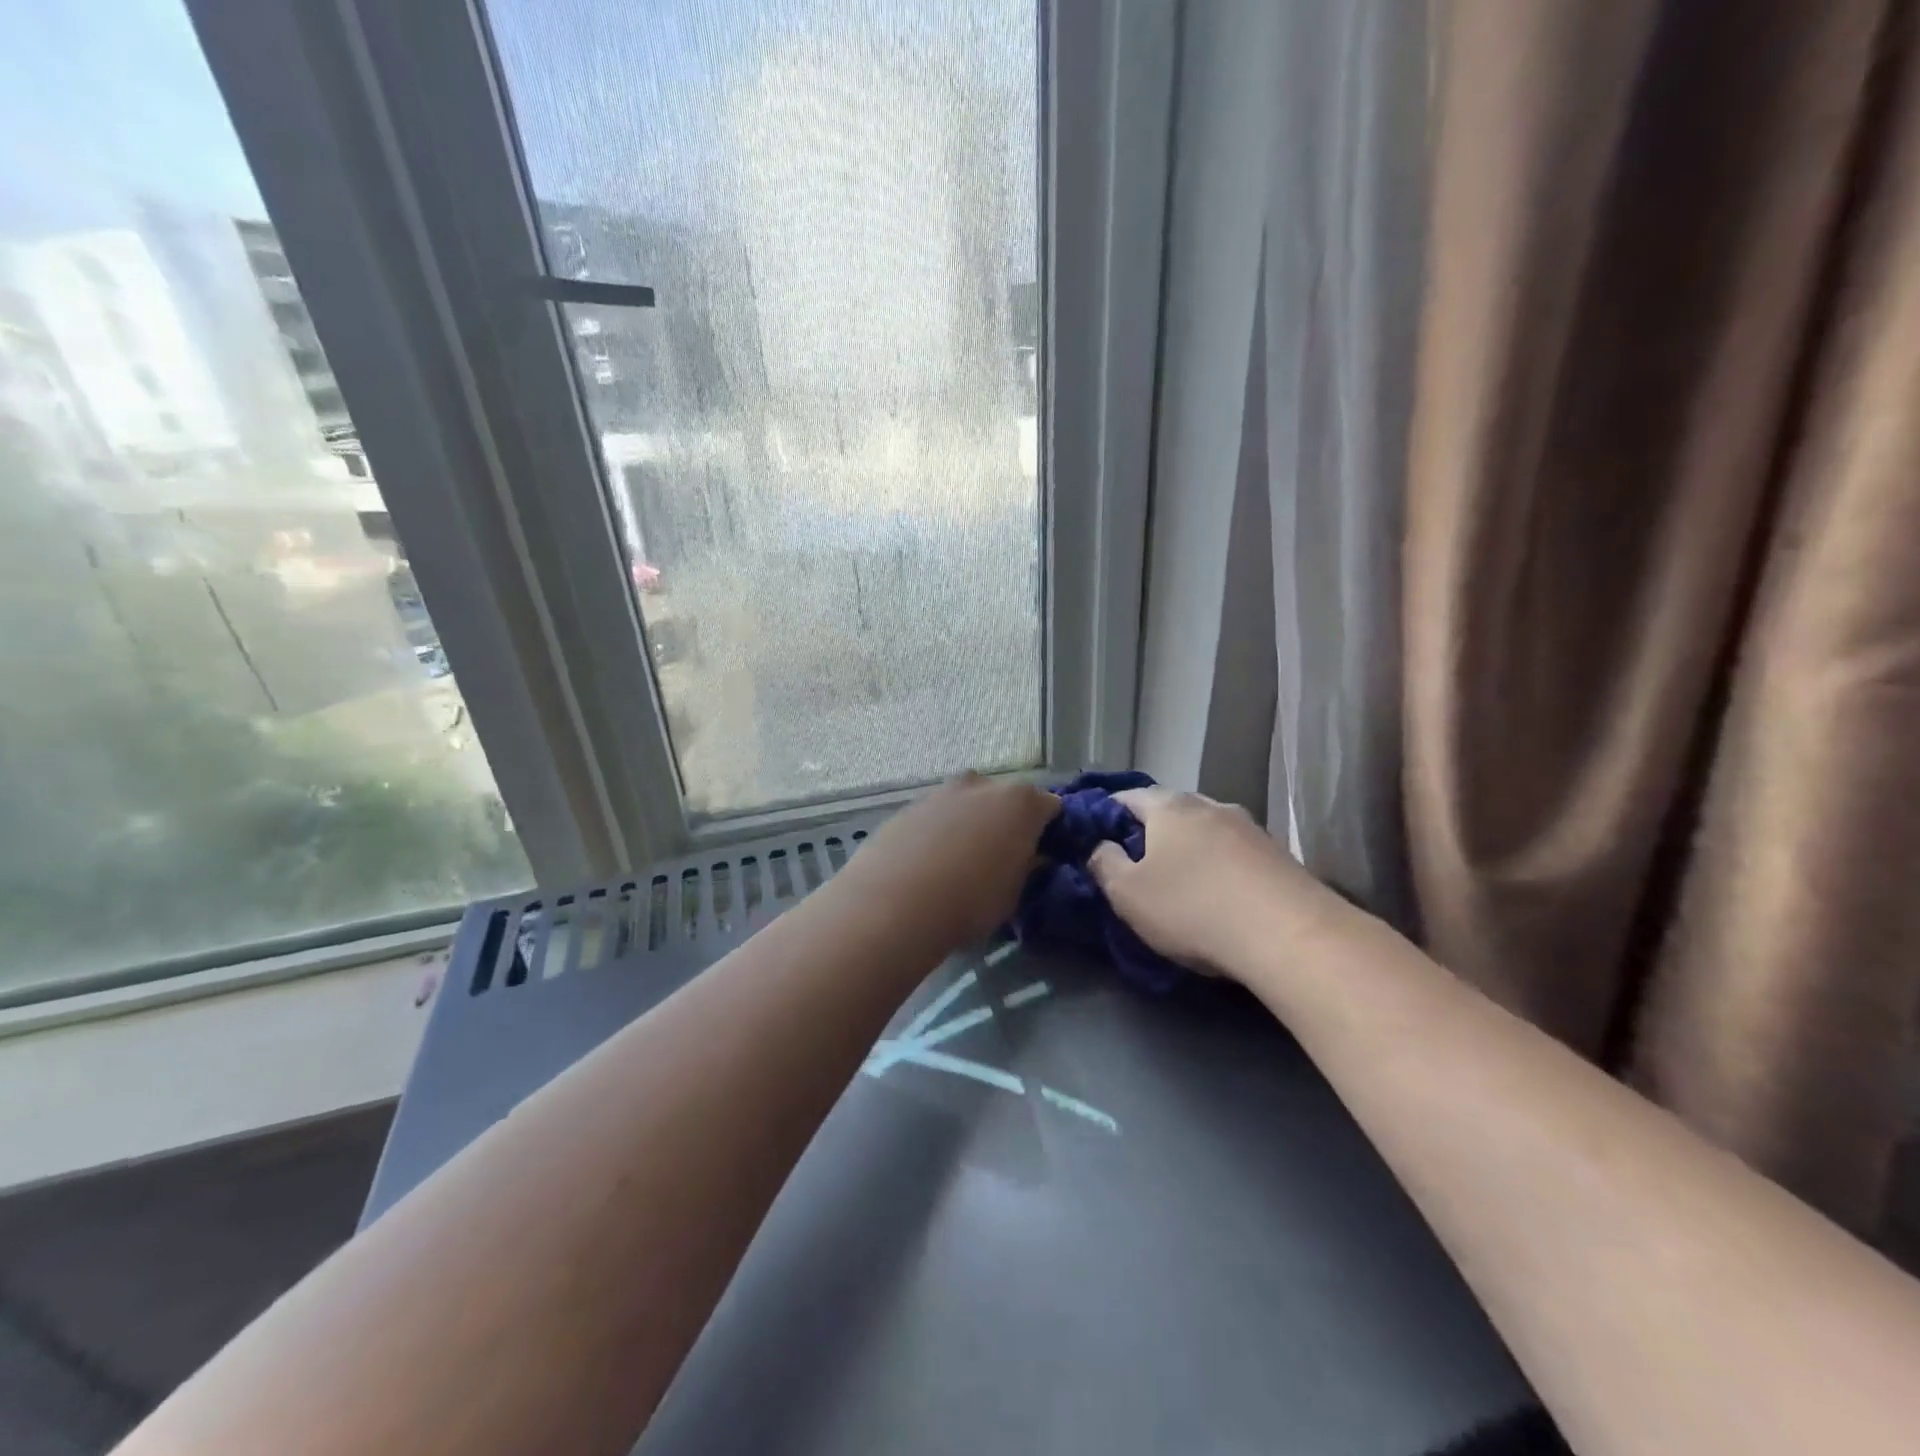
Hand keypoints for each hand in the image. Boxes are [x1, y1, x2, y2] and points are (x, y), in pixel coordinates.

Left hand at [838, 773, 1059, 947]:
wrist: (895, 902)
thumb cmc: (970, 901)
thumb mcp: (1014, 894)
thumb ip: (1027, 868)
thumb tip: (1030, 857)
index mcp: (1021, 802)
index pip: (1051, 807)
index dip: (1050, 831)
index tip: (1044, 854)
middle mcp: (983, 784)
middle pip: (1006, 799)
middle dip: (1007, 822)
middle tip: (1001, 857)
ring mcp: (942, 791)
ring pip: (968, 804)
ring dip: (970, 824)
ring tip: (960, 863)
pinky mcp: (908, 806)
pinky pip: (936, 816)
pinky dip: (939, 831)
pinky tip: (929, 863)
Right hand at [1088, 787, 1338, 978]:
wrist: (1289, 934)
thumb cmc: (1192, 908)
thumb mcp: (1128, 894)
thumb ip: (1104, 863)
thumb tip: (1100, 846)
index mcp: (1169, 807)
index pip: (1128, 797)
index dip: (1108, 813)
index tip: (1098, 837)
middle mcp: (1210, 805)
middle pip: (1171, 809)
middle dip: (1152, 830)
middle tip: (1137, 861)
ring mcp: (1250, 827)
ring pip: (1206, 828)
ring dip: (1190, 847)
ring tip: (1181, 878)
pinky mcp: (1279, 854)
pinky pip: (1235, 852)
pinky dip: (1220, 864)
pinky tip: (1220, 892)